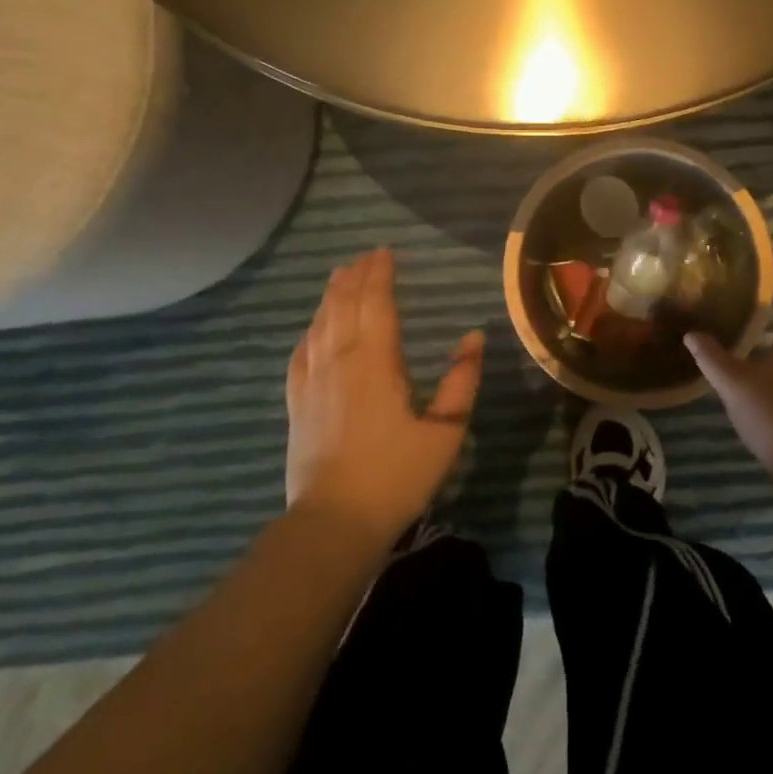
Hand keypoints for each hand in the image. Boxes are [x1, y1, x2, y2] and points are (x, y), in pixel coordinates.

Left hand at [285, 248, 484, 545]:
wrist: (335, 522)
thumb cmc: (397, 475)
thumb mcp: (445, 431)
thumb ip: (462, 381)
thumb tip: (475, 337)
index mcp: (376, 362)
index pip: (375, 303)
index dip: (379, 274)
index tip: (385, 252)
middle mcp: (339, 362)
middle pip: (343, 306)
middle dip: (354, 277)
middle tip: (365, 257)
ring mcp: (313, 382)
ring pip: (319, 325)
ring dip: (331, 297)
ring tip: (339, 277)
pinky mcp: (297, 405)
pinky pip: (300, 354)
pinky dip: (308, 332)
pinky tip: (312, 328)